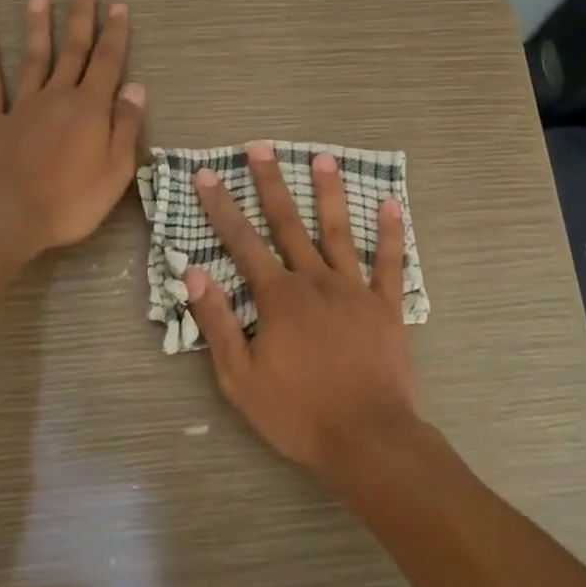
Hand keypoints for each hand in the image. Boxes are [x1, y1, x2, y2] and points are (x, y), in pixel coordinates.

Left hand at [0, 0, 145, 258]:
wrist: (6, 216)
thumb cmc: (70, 200)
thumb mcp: (115, 170)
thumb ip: (126, 126)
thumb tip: (136, 88)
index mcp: (90, 109)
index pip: (107, 63)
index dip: (115, 34)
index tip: (119, 7)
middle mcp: (57, 97)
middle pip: (72, 51)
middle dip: (81, 18)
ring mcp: (21, 107)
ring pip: (32, 59)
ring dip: (37, 28)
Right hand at [184, 141, 420, 473]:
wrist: (367, 438)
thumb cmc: (297, 413)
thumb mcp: (240, 377)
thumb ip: (218, 322)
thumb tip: (194, 273)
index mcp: (278, 297)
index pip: (241, 242)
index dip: (220, 207)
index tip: (206, 175)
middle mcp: (315, 281)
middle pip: (288, 224)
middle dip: (271, 183)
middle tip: (260, 148)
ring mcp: (354, 290)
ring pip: (338, 232)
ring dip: (329, 193)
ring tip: (324, 158)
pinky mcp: (386, 306)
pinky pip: (390, 263)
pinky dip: (391, 233)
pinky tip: (391, 204)